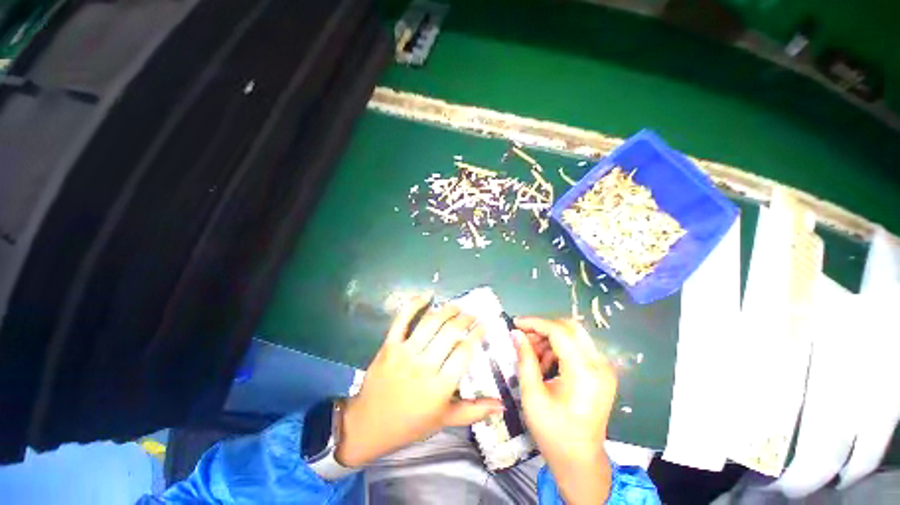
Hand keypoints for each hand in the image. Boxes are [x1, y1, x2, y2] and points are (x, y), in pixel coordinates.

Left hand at [335, 297, 502, 466]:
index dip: (476, 334)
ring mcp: (404, 353)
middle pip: (449, 332)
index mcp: (440, 387)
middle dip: (465, 319)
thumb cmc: (411, 424)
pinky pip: (402, 319)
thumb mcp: (445, 420)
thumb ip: (474, 411)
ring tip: (456, 306)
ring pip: (430, 322)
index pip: (464, 352)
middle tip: (472, 315)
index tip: (483, 325)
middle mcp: (423, 366)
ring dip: (446, 310)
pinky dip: (414, 304)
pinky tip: (426, 296)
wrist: (368, 425)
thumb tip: (502, 405)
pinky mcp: (389, 345)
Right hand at [513, 317, 617, 504]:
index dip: (535, 323)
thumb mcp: (532, 396)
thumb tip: (516, 333)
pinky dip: (559, 347)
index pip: (559, 331)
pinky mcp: (601, 372)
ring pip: (574, 334)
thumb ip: (525, 360)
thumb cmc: (554, 432)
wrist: (580, 460)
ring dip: (550, 337)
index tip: (516, 323)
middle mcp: (599, 365)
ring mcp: (603, 368)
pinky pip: (578, 346)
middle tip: (524, 337)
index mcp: (584, 373)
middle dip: (543, 327)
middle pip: (570, 327)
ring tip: (532, 352)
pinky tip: (545, 361)